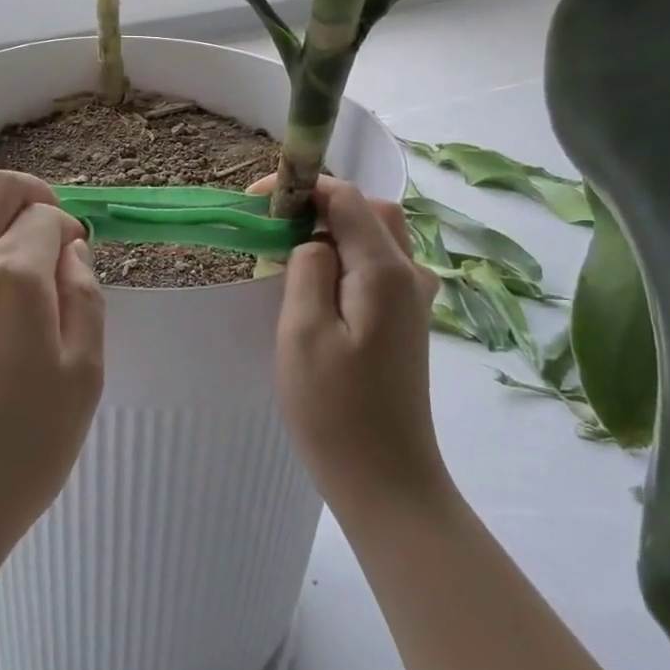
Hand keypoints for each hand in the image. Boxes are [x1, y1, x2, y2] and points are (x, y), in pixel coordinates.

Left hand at [0, 171, 104, 569]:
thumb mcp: (83, 377)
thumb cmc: (19, 451)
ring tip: (2, 344)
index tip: (75, 263)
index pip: (46, 215)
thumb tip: (69, 254)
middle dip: (28, 198)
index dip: (68, 229)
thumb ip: (84, 298)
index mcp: (13, 274)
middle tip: (47, 235)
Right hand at [260, 175, 443, 512]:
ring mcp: (414, 301)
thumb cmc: (336, 410)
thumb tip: (312, 240)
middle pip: (369, 211)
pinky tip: (317, 290)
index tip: (255, 201)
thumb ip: (307, 268)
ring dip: (334, 232)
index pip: (347, 198)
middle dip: (321, 206)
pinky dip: (346, 259)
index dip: (302, 188)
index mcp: (385, 271)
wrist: (387, 481)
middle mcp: (409, 275)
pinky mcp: (407, 323)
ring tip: (288, 258)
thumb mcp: (303, 332)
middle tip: (275, 229)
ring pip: (376, 238)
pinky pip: (377, 268)